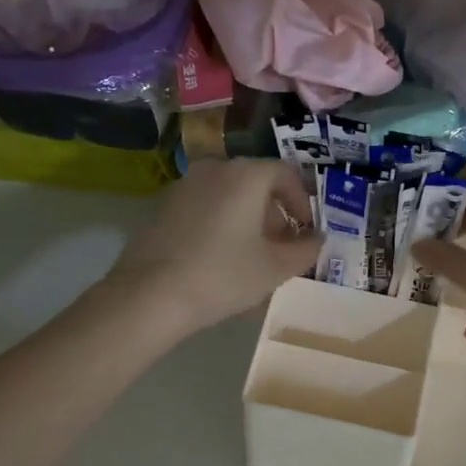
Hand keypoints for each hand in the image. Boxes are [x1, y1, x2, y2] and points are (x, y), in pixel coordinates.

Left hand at [105, 159, 321, 335]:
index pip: (286, 174)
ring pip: (228, 196)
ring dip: (246, 220)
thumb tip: (316, 239)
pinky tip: (218, 259)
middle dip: (274, 214)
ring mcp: (183, 186)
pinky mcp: (162, 207)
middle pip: (255, 183)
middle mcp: (214, 169)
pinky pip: (204, 208)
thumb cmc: (223, 276)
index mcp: (245, 175)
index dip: (303, 202)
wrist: (149, 296)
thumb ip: (305, 250)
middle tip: (281, 248)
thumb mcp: (275, 268)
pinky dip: (220, 224)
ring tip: (250, 257)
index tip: (306, 231)